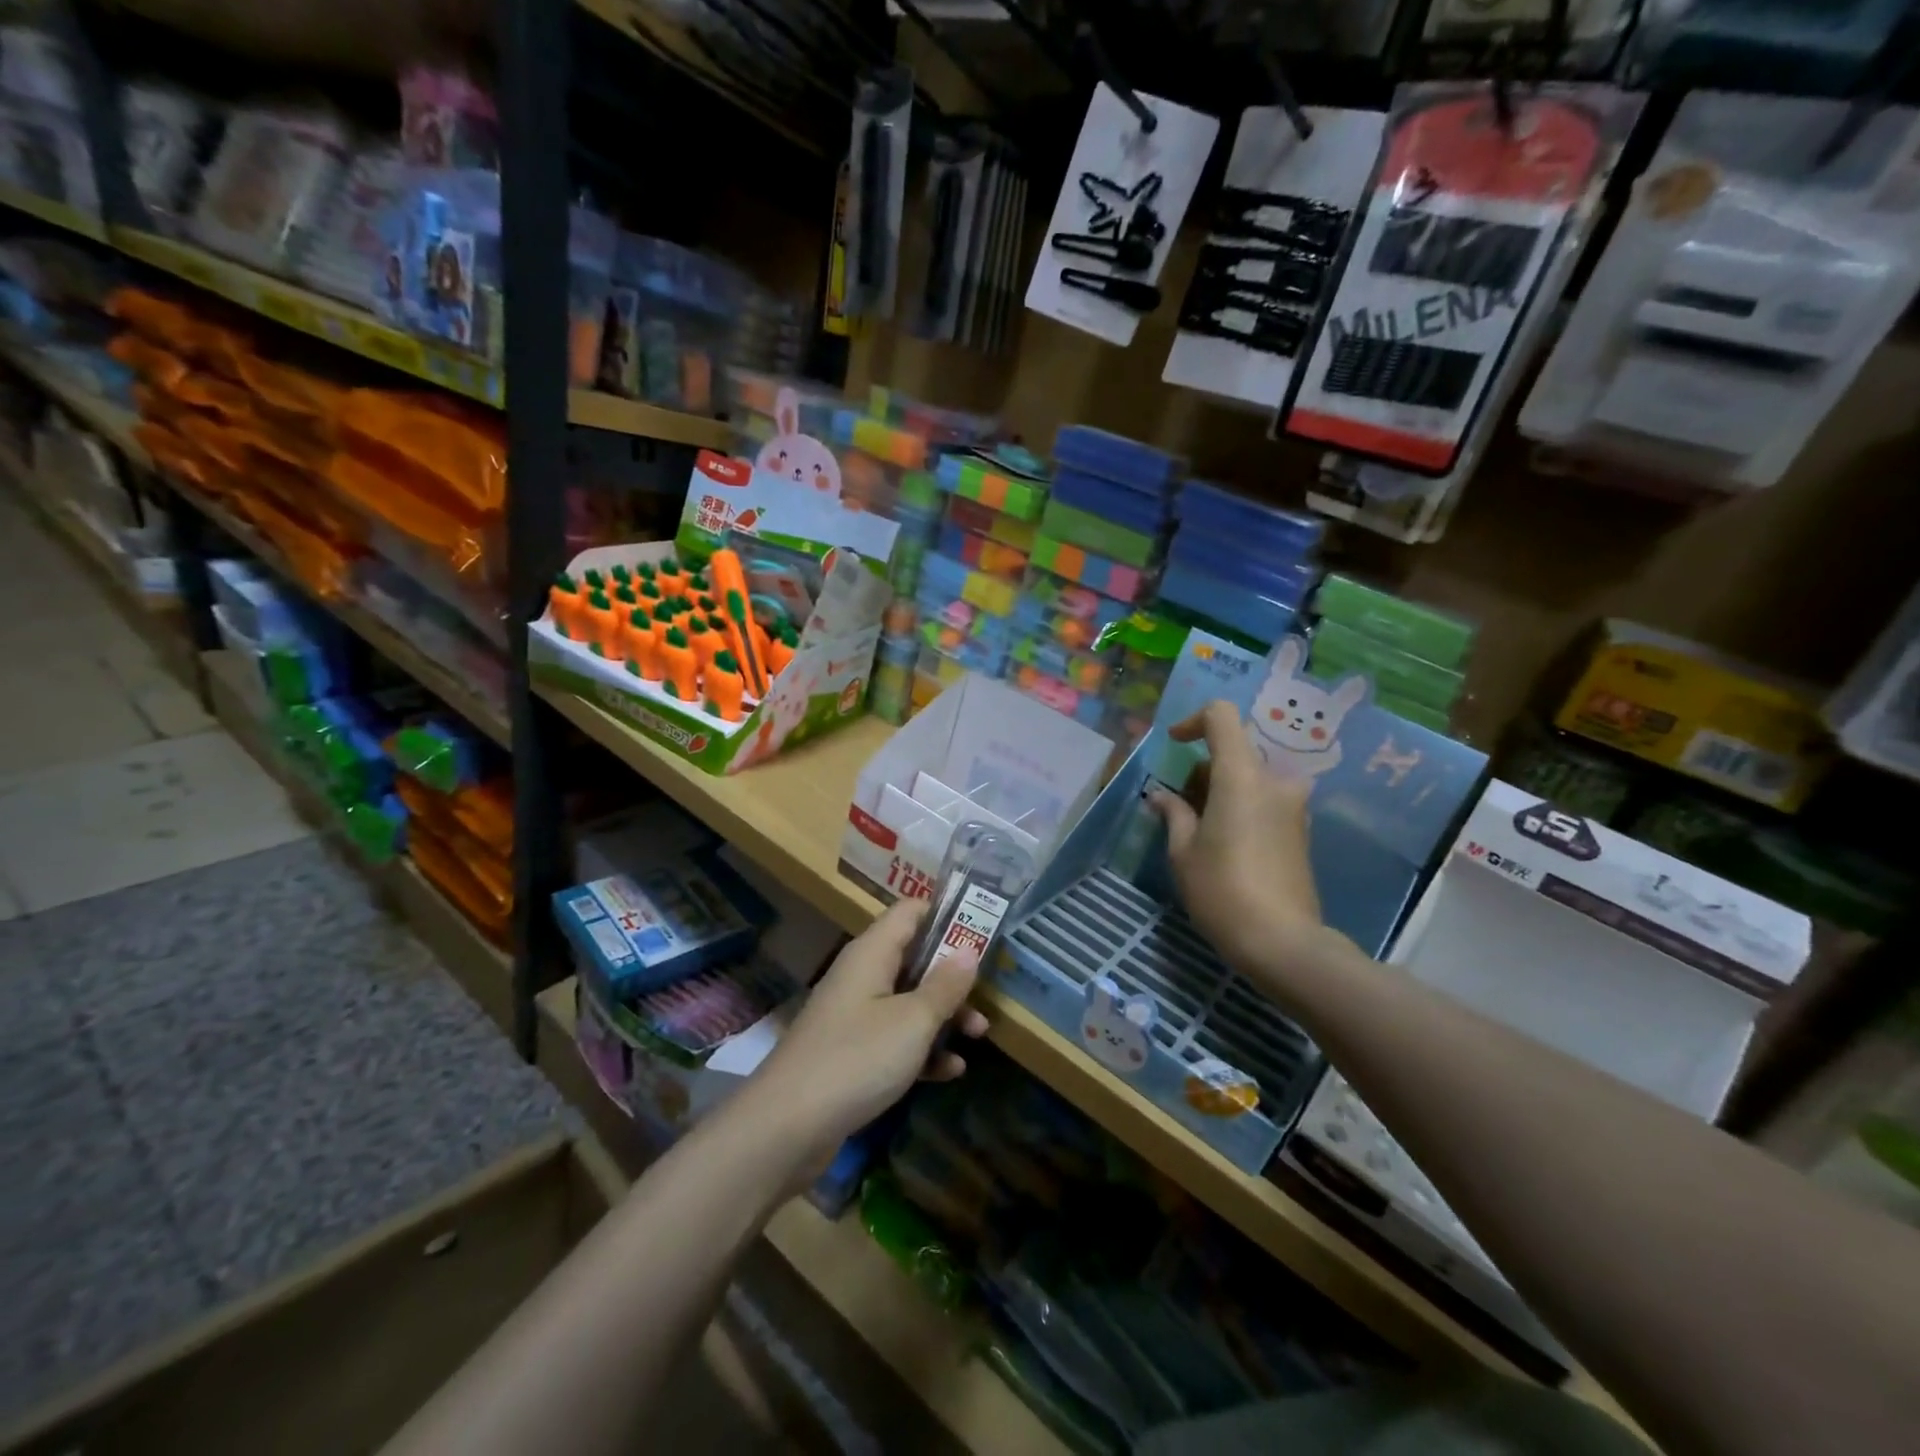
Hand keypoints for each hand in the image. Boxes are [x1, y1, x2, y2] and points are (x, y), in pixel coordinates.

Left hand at [742, 898, 988, 1168]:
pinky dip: (922, 1049)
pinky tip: (951, 1070)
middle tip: (987, 993)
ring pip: (908, 1001)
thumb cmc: (856, 1059)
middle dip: (952, 975)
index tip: (983, 930)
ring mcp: (854, 1016)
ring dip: (943, 1015)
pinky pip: (894, 1039)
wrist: (786, 1127)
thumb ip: (945, 985)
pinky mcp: (851, 1053)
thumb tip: (969, 949)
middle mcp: (861, 976)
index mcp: (872, 953)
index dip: (947, 915)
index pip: (911, 912)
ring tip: (978, 1034)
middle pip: (914, 958)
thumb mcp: (912, 1021)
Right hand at [1149, 701, 1330, 994]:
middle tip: (1180, 805)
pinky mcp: (1301, 830)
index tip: (1175, 745)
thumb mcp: (1183, 852)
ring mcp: (1294, 806)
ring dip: (1222, 789)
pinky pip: (1266, 800)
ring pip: (1251, 777)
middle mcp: (1275, 781)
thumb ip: (1173, 813)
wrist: (1283, 942)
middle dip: (1203, 769)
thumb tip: (1162, 796)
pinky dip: (1241, 806)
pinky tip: (1224, 843)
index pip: (1222, 717)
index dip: (1193, 721)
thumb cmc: (1222, 890)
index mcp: (1242, 776)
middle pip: (1235, 750)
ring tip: (1199, 828)